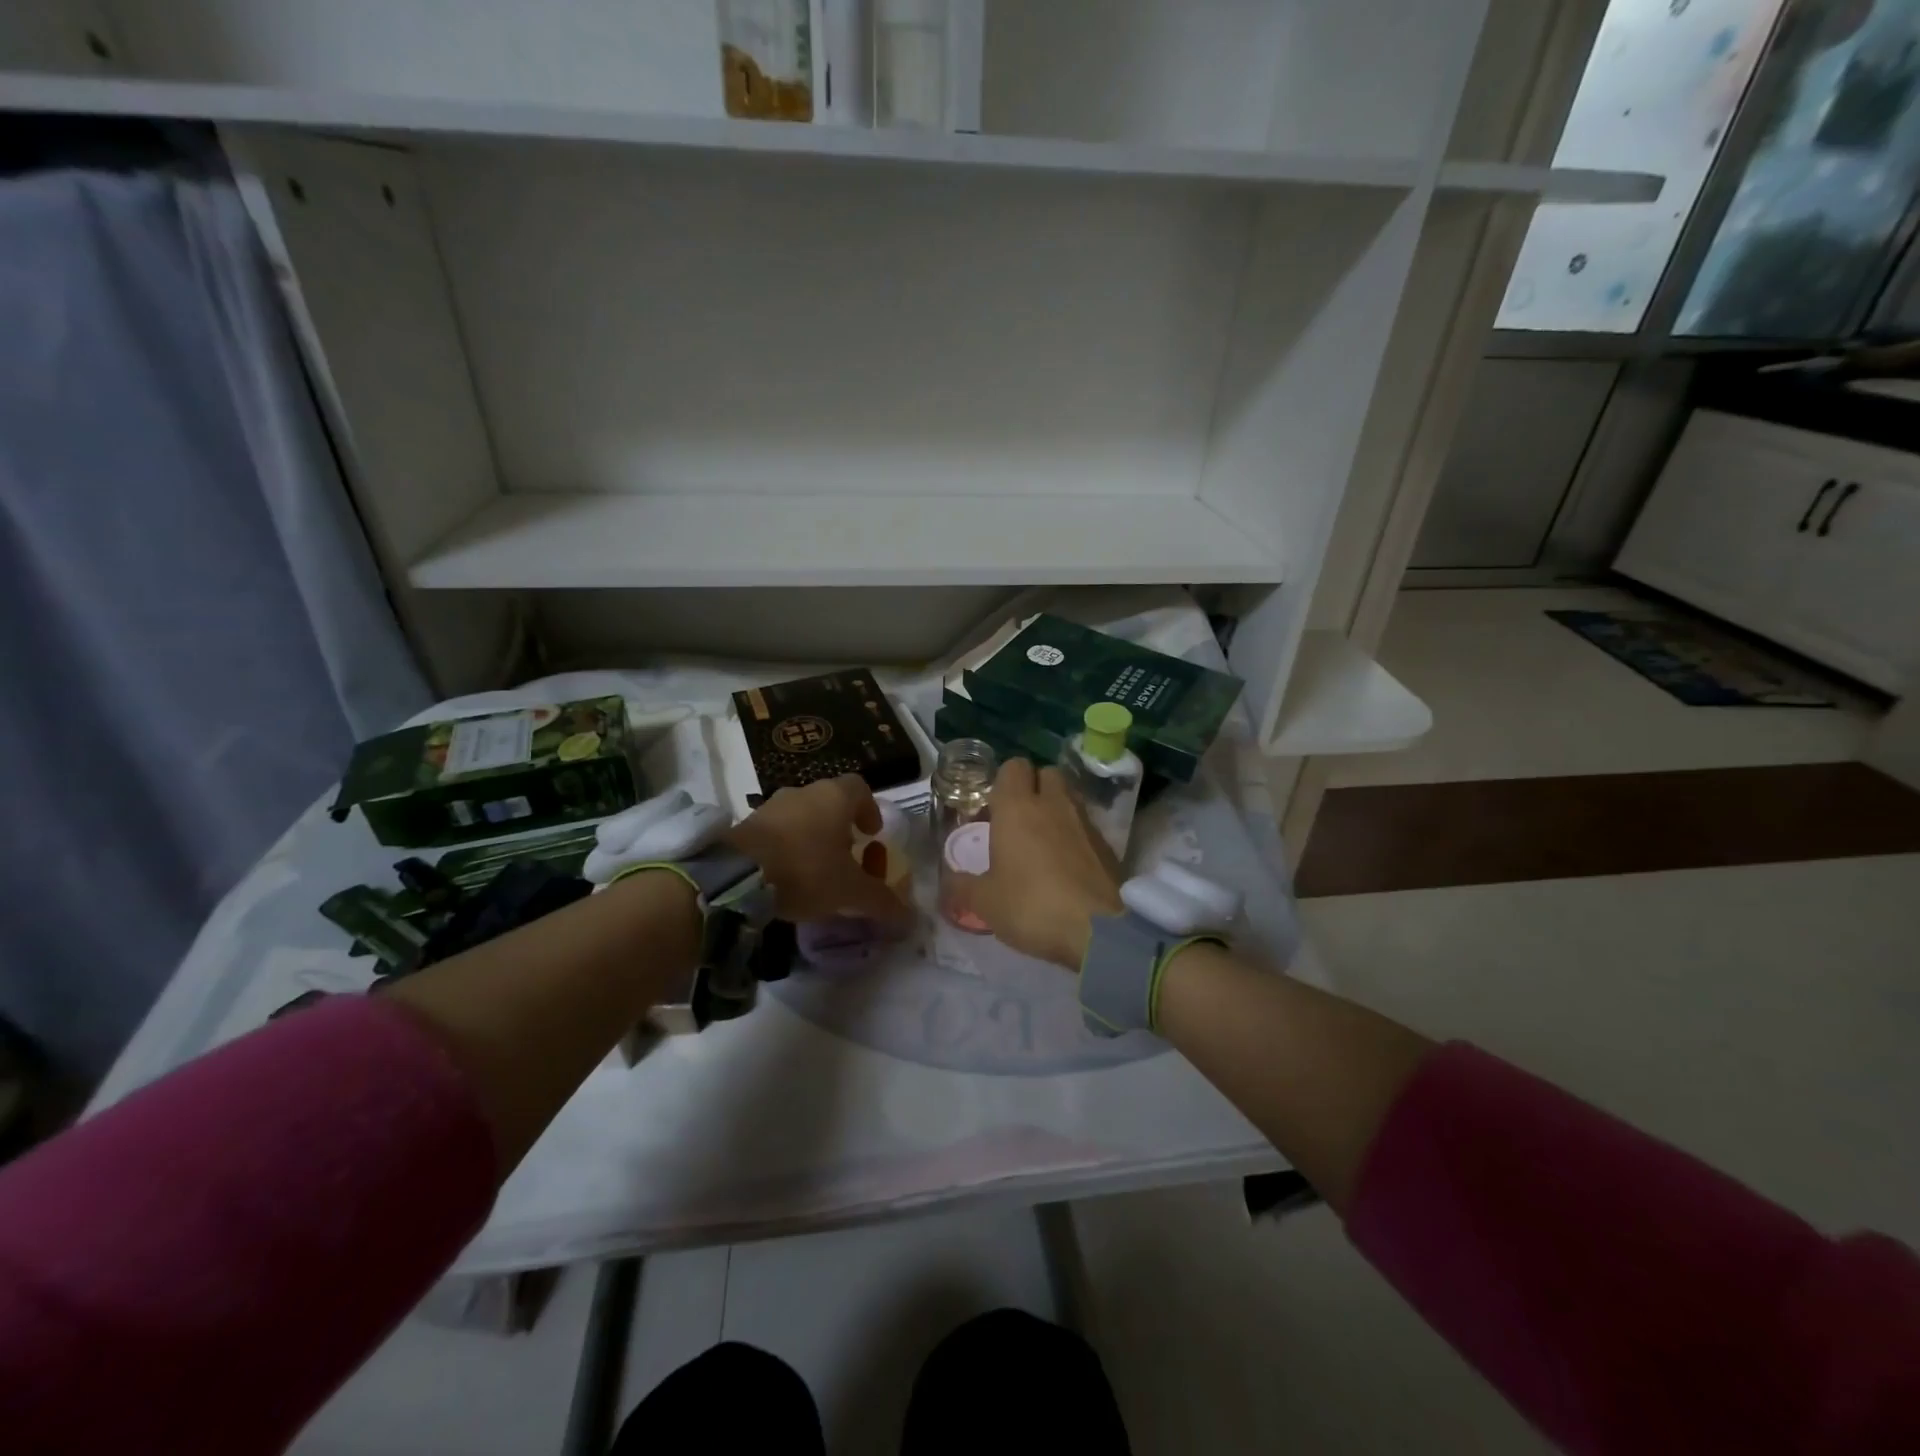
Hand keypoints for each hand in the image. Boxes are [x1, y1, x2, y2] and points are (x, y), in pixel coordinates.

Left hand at [728, 775, 909, 928]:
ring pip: (802, 815)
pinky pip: (777, 830)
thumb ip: (881, 902)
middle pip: (830, 802)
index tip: (872, 834)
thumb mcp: (850, 892)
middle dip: (842, 827)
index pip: (860, 788)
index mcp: (835, 797)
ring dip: (813, 837)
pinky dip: (788, 847)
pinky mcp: (746, 825)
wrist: (735, 876)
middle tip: (848, 856)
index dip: (870, 809)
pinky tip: (788, 875)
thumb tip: (910, 919)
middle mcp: (804, 792)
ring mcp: (771, 806)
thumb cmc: (805, 871)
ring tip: (817, 869)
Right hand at [974, 760, 1123, 969]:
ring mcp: (1085, 822)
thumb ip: (963, 886)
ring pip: (1069, 797)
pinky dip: (1075, 835)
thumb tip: (949, 879)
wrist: (1098, 931)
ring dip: (1056, 809)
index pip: (1013, 766)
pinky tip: (1066, 865)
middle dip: (1033, 788)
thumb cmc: (1031, 906)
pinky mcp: (1108, 844)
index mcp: (1017, 807)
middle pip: (1046, 773)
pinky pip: (1086, 826)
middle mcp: (1053, 804)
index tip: (994, 808)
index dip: (1003, 781)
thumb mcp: (985, 902)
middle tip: (1018, 819)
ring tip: (1042, 842)